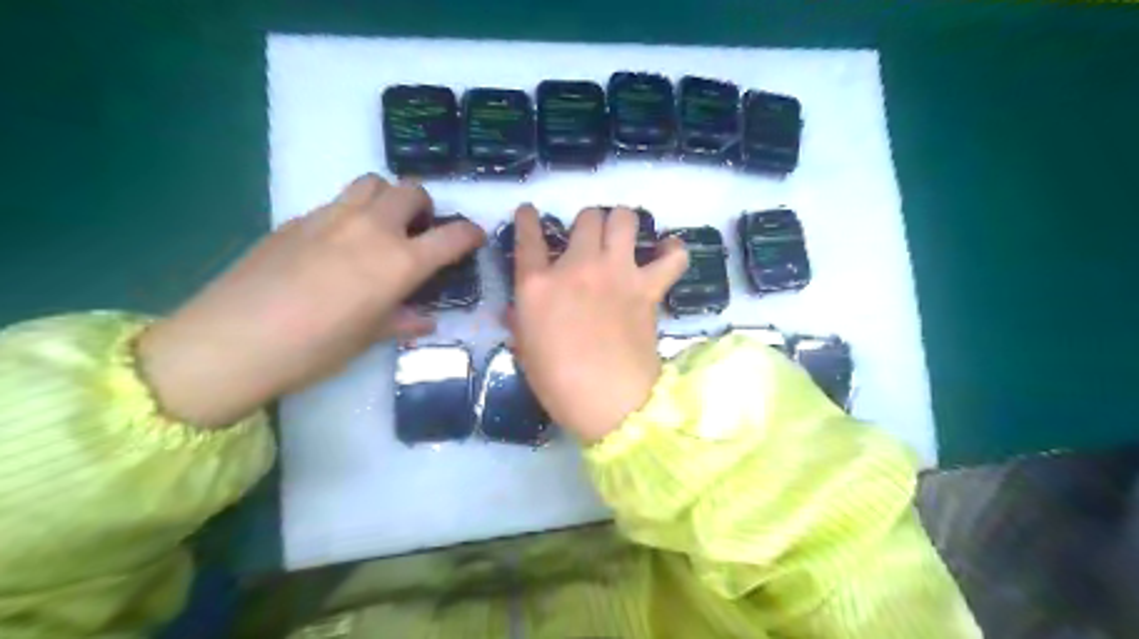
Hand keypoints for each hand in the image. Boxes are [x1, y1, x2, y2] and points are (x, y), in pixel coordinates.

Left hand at [138, 173, 485, 429]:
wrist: (232, 341)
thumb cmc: (314, 349)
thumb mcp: (368, 338)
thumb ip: (402, 320)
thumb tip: (424, 319)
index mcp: (399, 262)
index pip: (451, 236)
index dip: (470, 234)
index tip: (473, 238)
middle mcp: (371, 229)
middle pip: (410, 190)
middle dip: (424, 206)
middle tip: (419, 231)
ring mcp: (331, 217)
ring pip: (372, 183)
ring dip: (387, 198)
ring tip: (381, 227)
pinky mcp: (297, 219)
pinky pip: (337, 201)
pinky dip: (351, 213)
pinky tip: (337, 245)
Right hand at [512, 205, 688, 444]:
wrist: (608, 402)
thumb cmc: (558, 383)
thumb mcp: (526, 351)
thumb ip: (519, 322)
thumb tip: (514, 310)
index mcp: (537, 284)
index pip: (528, 237)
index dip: (528, 219)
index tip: (530, 212)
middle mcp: (577, 266)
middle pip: (585, 217)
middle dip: (586, 223)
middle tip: (589, 241)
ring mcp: (616, 273)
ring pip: (624, 219)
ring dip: (622, 223)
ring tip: (623, 237)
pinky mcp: (647, 288)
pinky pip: (672, 257)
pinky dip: (672, 252)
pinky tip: (668, 253)